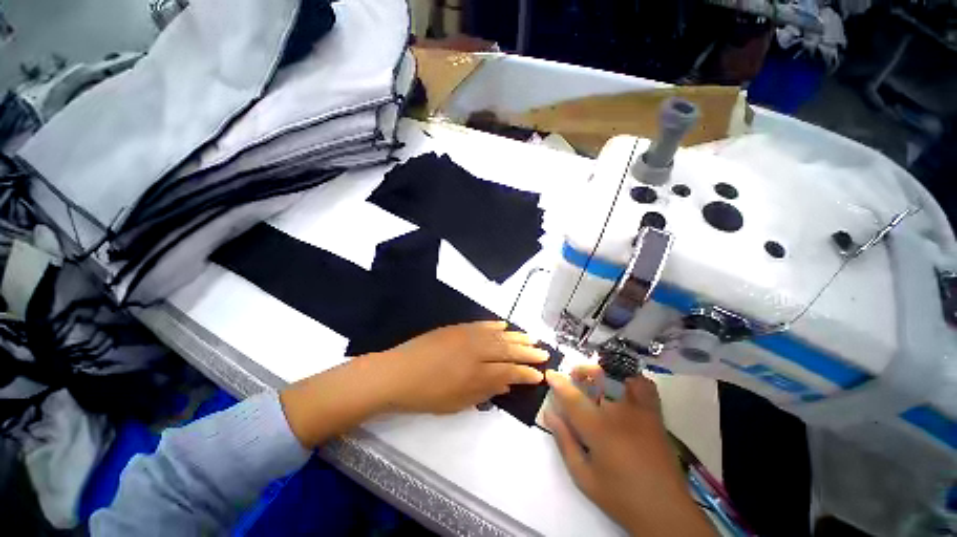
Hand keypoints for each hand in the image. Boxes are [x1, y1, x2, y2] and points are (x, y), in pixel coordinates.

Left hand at [281, 321, 548, 448]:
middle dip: (527, 352)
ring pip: (498, 335)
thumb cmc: (426, 395)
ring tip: (530, 338)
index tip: (540, 374)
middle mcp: (476, 351)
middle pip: (508, 350)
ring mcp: (466, 336)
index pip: (509, 371)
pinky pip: (481, 325)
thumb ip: (485, 391)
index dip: (526, 372)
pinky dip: (495, 325)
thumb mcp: (457, 403)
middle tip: (543, 352)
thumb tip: (506, 383)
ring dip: (516, 336)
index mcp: (476, 373)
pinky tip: (504, 325)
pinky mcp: (457, 328)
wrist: (397, 372)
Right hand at [544, 367, 714, 536]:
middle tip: (573, 378)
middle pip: (597, 377)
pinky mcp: (655, 416)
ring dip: (604, 372)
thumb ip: (564, 441)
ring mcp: (640, 411)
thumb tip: (549, 413)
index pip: (572, 397)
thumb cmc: (620, 497)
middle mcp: (619, 413)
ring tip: (596, 380)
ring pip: (620, 376)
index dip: (558, 382)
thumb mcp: (583, 476)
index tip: (550, 374)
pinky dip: (631, 380)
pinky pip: (645, 386)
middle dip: (581, 372)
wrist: (666, 512)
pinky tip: (622, 388)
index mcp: (599, 429)